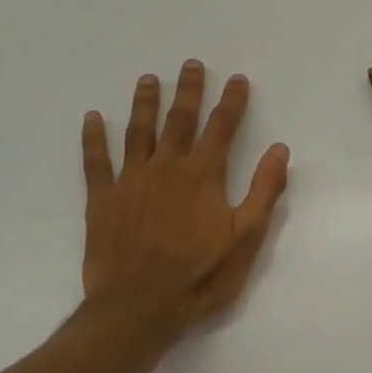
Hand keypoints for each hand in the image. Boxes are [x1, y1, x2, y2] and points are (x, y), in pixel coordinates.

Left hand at [81, 61, 289, 334]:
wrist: (140, 308)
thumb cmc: (201, 276)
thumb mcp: (247, 238)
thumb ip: (264, 190)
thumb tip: (279, 149)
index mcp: (203, 175)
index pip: (222, 127)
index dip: (231, 101)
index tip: (237, 79)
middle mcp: (167, 167)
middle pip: (179, 119)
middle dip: (189, 90)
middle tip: (191, 64)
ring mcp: (131, 181)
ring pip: (138, 131)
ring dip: (145, 103)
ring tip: (148, 80)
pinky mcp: (102, 200)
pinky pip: (96, 161)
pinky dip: (94, 138)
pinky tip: (92, 118)